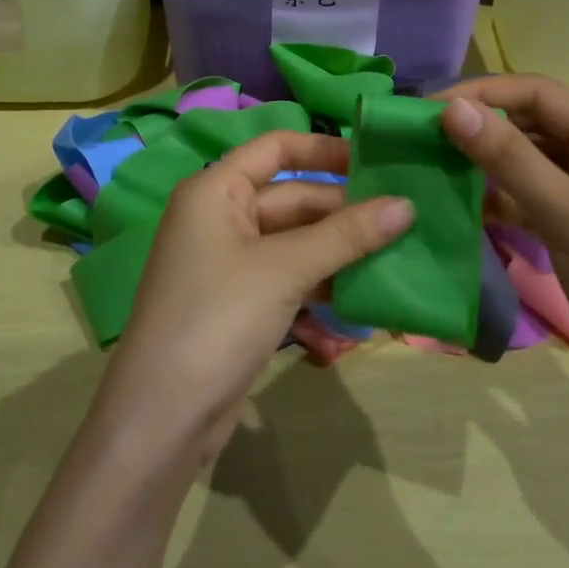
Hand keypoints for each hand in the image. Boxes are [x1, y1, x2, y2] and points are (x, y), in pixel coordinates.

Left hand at [95, 130, 412, 467]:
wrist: (162, 419)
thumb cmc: (217, 319)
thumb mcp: (284, 270)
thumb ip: (345, 235)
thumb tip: (406, 204)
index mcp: (216, 190)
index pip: (276, 148)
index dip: (325, 149)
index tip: (377, 160)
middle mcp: (220, 216)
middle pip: (292, 198)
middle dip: (344, 210)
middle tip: (405, 219)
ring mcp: (230, 263)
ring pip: (295, 242)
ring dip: (339, 251)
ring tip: (397, 256)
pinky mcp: (241, 303)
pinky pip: (290, 278)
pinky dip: (322, 285)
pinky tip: (364, 298)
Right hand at [438, 75, 568, 444]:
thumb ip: (511, 160)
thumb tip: (452, 108)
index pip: (538, 95)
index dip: (482, 94)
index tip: (425, 112)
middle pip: (532, 127)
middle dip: (478, 128)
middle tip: (418, 142)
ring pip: (528, 167)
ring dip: (484, 166)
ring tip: (431, 172)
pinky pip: (530, 206)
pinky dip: (497, 203)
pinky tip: (463, 210)